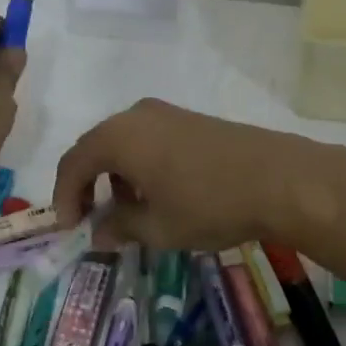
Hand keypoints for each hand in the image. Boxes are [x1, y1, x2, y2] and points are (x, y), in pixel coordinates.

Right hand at [52, 99, 333, 250]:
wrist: (280, 178)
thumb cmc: (209, 204)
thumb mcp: (159, 227)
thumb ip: (120, 226)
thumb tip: (98, 231)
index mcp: (119, 137)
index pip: (74, 163)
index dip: (65, 196)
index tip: (70, 227)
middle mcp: (135, 116)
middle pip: (96, 147)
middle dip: (88, 184)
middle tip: (90, 218)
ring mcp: (166, 113)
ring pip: (123, 142)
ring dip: (115, 175)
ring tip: (128, 210)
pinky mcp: (189, 119)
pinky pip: (147, 138)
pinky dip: (139, 164)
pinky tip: (158, 192)